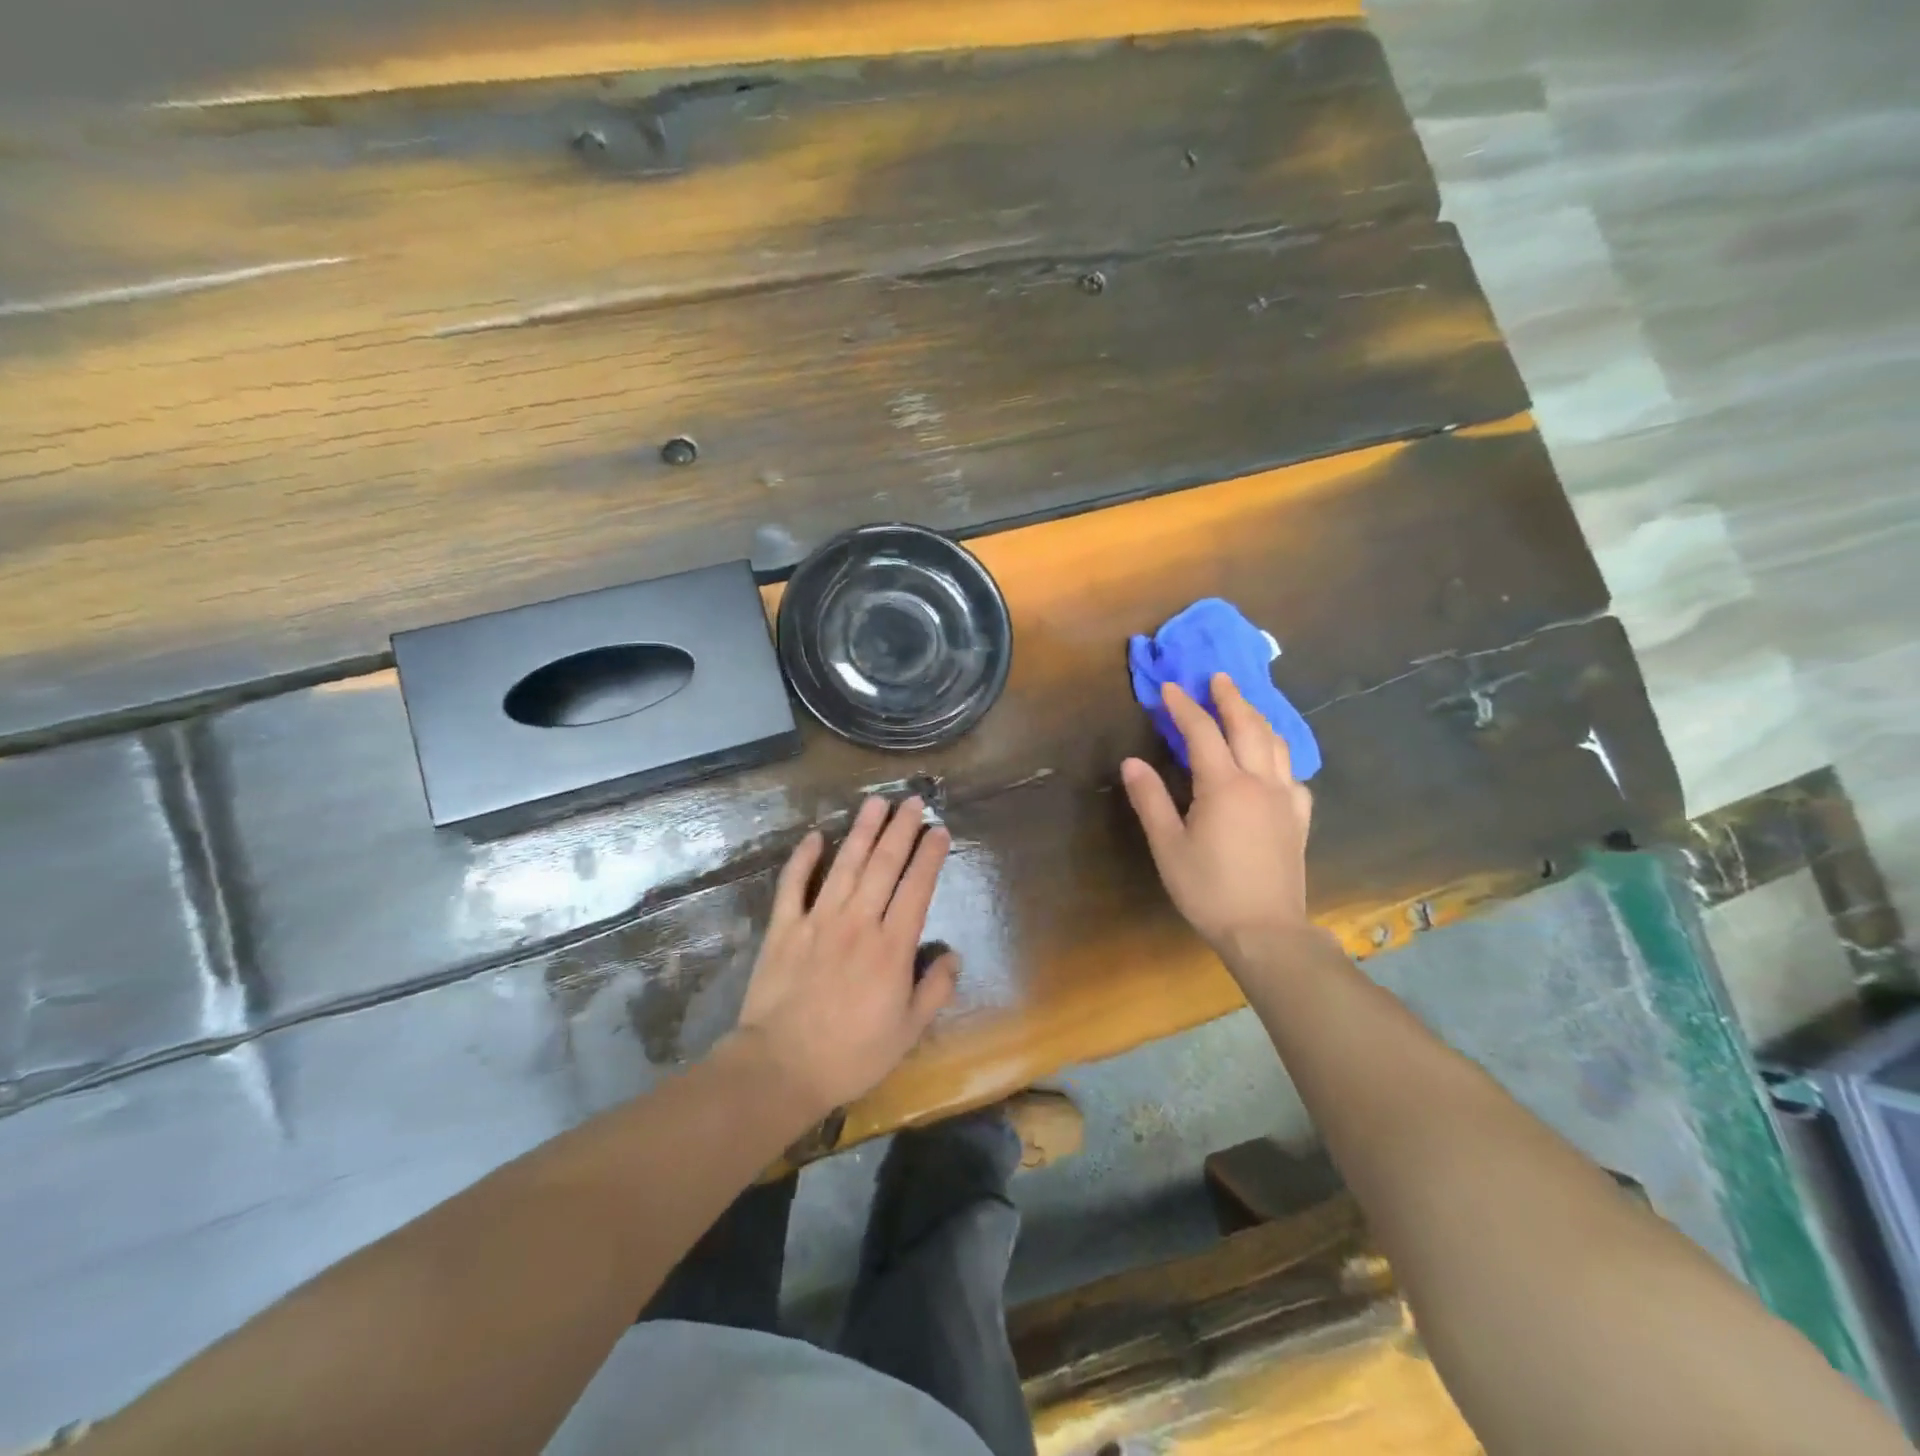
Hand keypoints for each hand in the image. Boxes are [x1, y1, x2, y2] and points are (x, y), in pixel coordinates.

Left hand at [733, 795, 958, 1118]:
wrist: (781, 1066)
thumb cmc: (851, 1054)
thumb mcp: (908, 1032)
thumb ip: (935, 990)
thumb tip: (953, 956)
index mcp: (892, 947)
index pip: (916, 888)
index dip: (930, 856)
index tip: (939, 830)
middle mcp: (858, 922)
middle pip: (884, 864)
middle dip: (901, 829)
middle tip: (913, 801)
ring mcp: (818, 920)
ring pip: (845, 864)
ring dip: (862, 831)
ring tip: (876, 803)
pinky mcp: (785, 927)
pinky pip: (794, 884)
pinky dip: (803, 858)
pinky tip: (814, 836)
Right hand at [1121, 672, 1317, 964]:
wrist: (1266, 931)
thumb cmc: (1208, 889)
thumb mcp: (1168, 846)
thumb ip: (1150, 799)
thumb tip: (1132, 761)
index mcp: (1224, 785)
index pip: (1201, 732)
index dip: (1183, 706)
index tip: (1169, 688)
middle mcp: (1260, 782)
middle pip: (1247, 726)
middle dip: (1230, 698)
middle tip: (1217, 678)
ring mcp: (1285, 799)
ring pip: (1276, 745)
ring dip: (1258, 718)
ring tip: (1244, 708)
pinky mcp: (1298, 819)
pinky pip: (1292, 775)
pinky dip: (1279, 757)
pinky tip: (1272, 765)